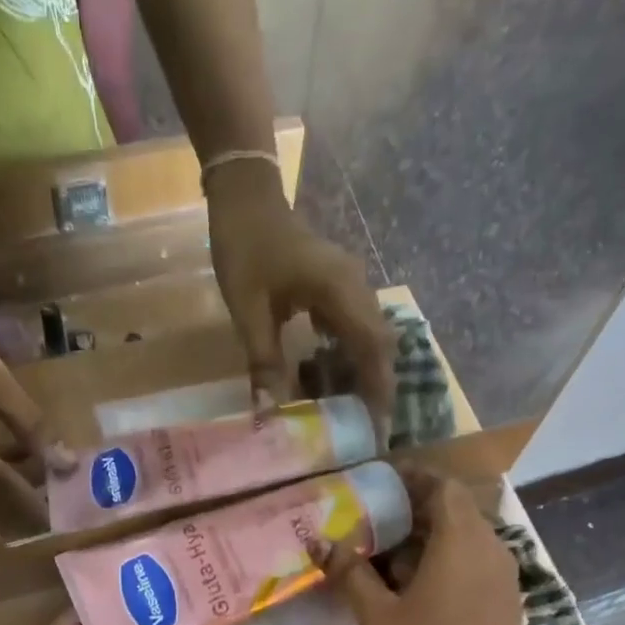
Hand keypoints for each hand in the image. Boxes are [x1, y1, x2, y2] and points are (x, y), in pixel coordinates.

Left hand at [205, 161, 396, 443]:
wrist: (245, 195)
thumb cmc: (245, 247)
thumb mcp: (248, 309)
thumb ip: (263, 360)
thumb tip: (270, 412)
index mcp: (340, 291)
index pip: (372, 348)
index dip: (378, 389)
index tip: (379, 426)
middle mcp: (356, 287)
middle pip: (379, 346)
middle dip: (374, 388)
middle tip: (364, 430)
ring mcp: (349, 285)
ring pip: (368, 338)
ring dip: (360, 374)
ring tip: (348, 413)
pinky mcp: (337, 287)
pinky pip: (352, 328)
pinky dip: (346, 357)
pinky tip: (328, 381)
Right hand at [312, 471, 525, 624]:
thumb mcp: (378, 618)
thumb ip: (350, 574)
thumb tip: (320, 542)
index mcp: (461, 543)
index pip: (444, 488)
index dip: (414, 478)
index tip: (383, 481)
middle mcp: (491, 549)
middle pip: (456, 510)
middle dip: (417, 508)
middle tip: (377, 518)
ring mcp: (504, 576)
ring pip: (467, 537)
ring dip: (432, 536)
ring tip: (391, 552)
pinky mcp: (505, 600)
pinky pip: (476, 561)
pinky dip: (448, 558)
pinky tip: (419, 584)